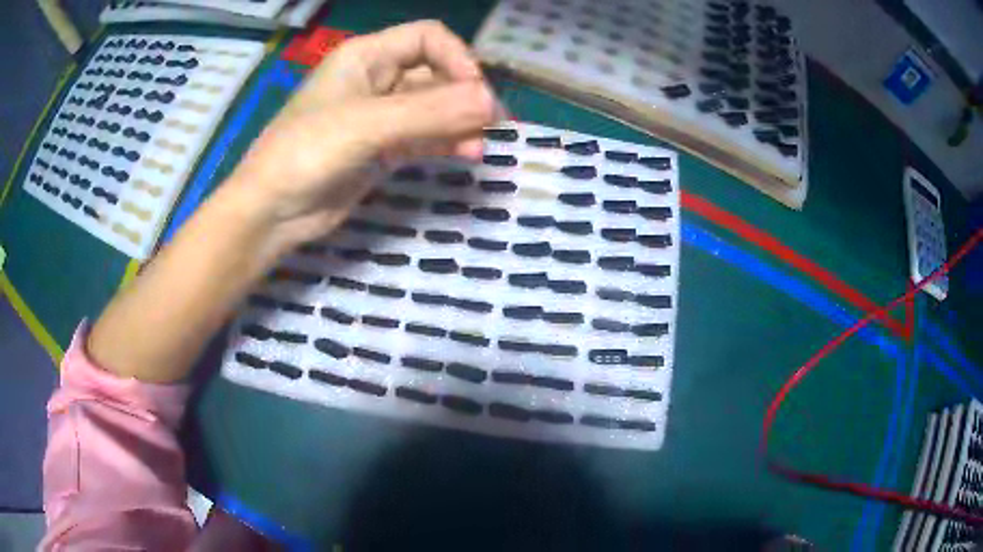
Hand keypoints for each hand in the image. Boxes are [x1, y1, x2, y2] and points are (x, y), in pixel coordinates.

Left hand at [226, 20, 498, 248]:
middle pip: (435, 73)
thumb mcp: (367, 124)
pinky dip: (447, 143)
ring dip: (459, 122)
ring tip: (479, 145)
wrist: (272, 211)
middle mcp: (376, 79)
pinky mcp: (383, 149)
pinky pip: (424, 137)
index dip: (456, 58)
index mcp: (366, 56)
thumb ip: (430, 112)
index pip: (427, 38)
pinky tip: (466, 154)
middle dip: (464, 95)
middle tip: (490, 123)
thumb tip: (491, 102)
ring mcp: (380, 116)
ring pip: (433, 108)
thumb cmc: (307, 152)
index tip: (475, 91)